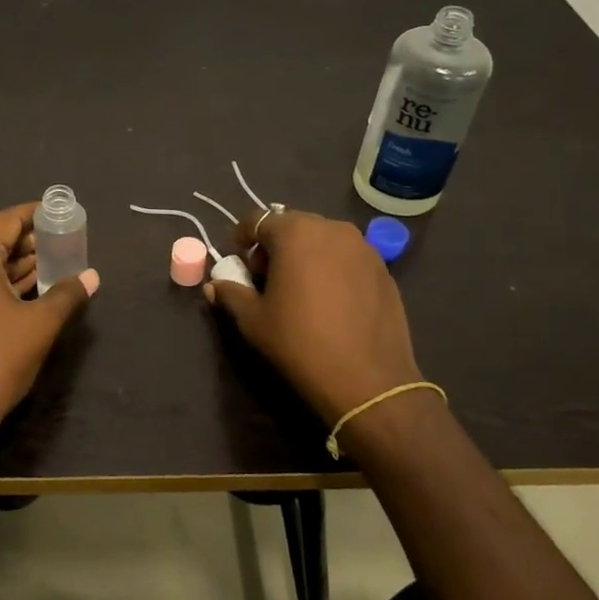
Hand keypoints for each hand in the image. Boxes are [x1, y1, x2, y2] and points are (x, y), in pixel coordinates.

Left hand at [0, 201, 98, 436]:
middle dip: (29, 242)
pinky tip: (28, 291)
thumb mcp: (40, 324)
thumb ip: (67, 294)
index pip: (7, 221)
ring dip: (16, 265)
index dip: (36, 215)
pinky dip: (0, 283)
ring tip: (53, 264)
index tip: (60, 214)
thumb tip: (91, 276)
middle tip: (63, 242)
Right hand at [204, 208, 422, 423]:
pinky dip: (332, 268)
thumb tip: (214, 285)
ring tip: (299, 288)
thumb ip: (231, 294)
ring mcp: (363, 247)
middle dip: (275, 245)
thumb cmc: (300, 342)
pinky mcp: (383, 269)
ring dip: (305, 254)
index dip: (242, 237)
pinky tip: (329, 300)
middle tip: (266, 277)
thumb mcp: (253, 320)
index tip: (237, 260)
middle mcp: (332, 229)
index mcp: (296, 233)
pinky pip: (347, 257)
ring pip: (323, 240)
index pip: (258, 220)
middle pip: (293, 226)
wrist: (367, 380)